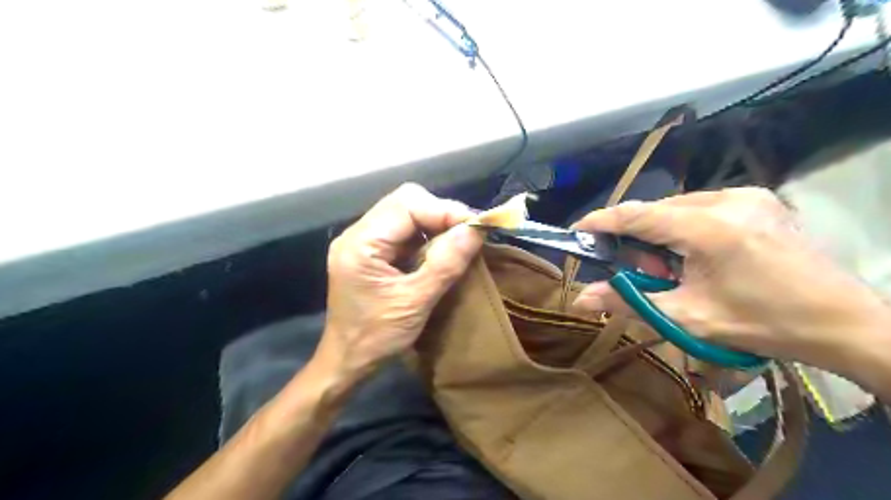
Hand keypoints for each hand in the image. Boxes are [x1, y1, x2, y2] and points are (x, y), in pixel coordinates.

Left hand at [317, 184, 484, 383]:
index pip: (406, 204)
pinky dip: (426, 236)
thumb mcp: (416, 303)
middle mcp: (358, 233)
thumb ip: (445, 264)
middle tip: (467, 235)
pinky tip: (439, 252)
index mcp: (361, 243)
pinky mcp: (371, 251)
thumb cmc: (376, 338)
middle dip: (441, 214)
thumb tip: (475, 231)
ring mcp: (363, 241)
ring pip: (406, 213)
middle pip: (405, 202)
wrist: (347, 361)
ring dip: (435, 224)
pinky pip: (404, 231)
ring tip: (458, 243)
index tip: (474, 229)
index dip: (444, 210)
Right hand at [570, 188, 890, 366]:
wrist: (842, 322)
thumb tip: (580, 299)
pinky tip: (699, 255)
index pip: (637, 215)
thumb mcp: (687, 317)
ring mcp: (746, 195)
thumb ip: (629, 302)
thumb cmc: (761, 323)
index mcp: (708, 228)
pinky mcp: (758, 198)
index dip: (601, 221)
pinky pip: (701, 207)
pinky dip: (685, 229)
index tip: (576, 230)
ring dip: (662, 235)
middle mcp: (726, 200)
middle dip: (639, 240)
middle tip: (645, 273)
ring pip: (678, 208)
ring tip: (678, 270)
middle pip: (657, 210)